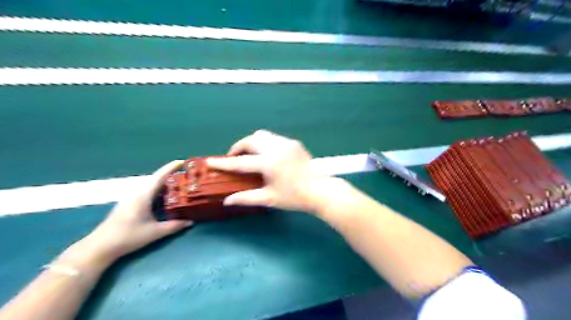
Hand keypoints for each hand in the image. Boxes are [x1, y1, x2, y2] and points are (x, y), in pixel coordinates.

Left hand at [75, 162, 193, 265]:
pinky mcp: (129, 205)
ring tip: (180, 188)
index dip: (171, 167)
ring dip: (165, 185)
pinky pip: (147, 193)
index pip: (160, 176)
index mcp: (143, 195)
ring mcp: (131, 199)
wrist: (100, 247)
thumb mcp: (155, 232)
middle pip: (157, 180)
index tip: (183, 161)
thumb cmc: (128, 237)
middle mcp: (137, 193)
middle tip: (187, 178)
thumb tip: (190, 222)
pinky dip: (159, 193)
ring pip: (152, 187)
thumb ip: (174, 226)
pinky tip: (166, 200)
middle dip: (172, 177)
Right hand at [208, 128, 335, 213]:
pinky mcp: (294, 143)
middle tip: (234, 158)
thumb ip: (246, 198)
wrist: (320, 190)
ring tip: (250, 156)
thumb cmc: (295, 197)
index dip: (224, 163)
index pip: (240, 162)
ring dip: (252, 143)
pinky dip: (264, 144)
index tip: (210, 161)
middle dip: (238, 147)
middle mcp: (277, 148)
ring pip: (262, 135)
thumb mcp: (269, 199)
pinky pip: (273, 138)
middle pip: (250, 140)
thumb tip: (227, 201)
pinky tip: (267, 156)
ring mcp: (287, 143)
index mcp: (269, 163)